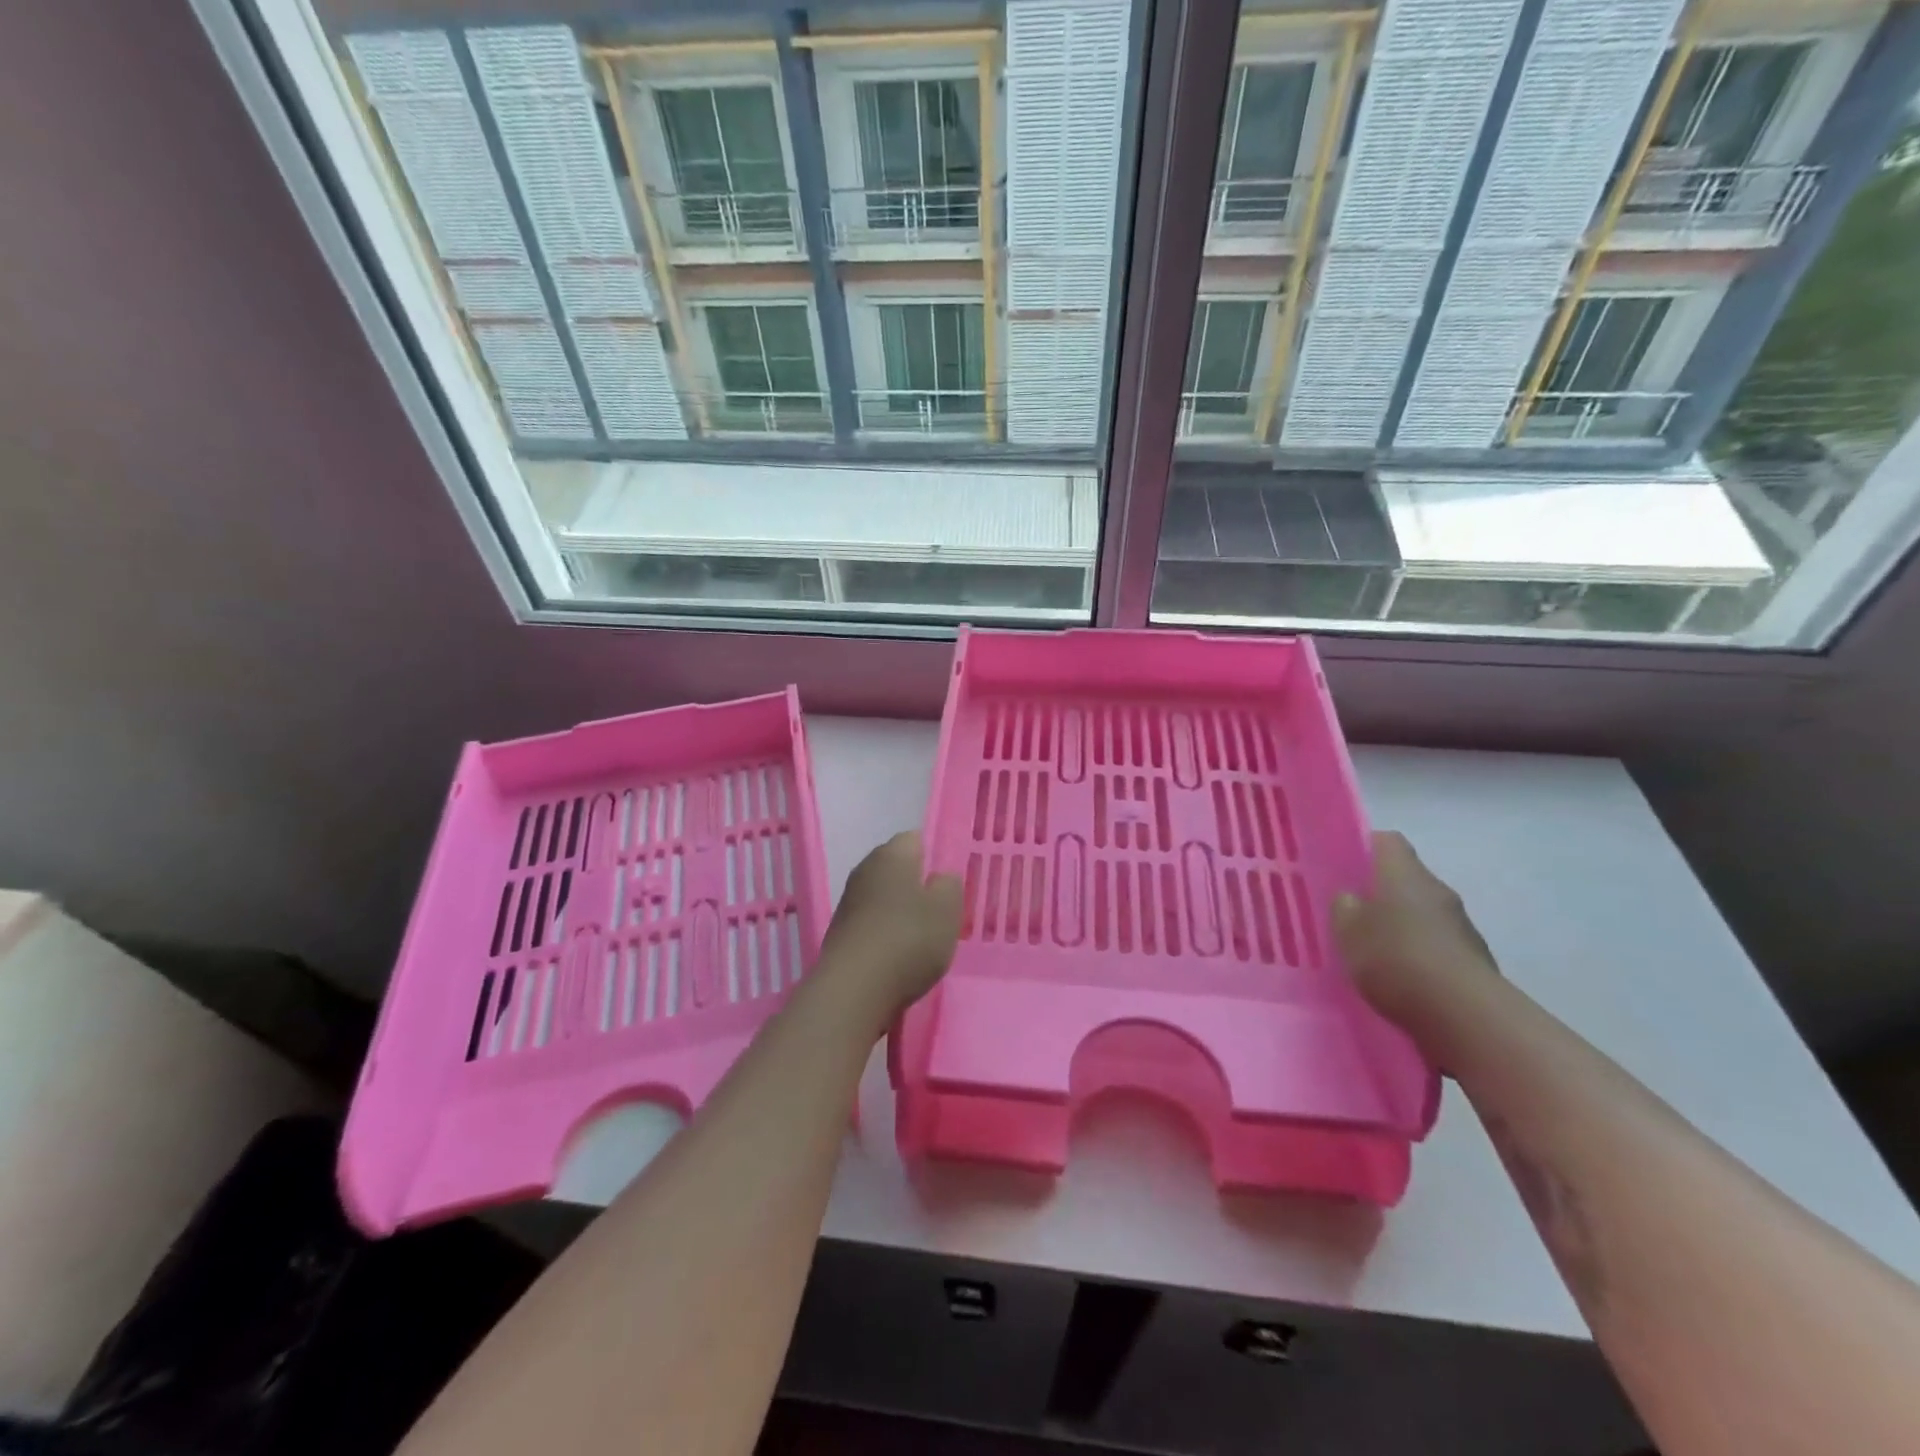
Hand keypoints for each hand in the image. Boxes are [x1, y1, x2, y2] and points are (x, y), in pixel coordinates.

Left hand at [820, 832, 963, 1019]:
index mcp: (891, 854)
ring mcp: (848, 902)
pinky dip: (885, 935)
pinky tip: (898, 958)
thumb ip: (949, 886)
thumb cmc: (908, 939)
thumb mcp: (947, 910)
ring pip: (883, 898)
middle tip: (940, 912)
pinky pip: (871, 924)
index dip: (935, 857)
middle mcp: (865, 869)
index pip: (916, 839)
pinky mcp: (840, 933)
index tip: (949, 883)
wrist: (853, 990)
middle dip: (917, 886)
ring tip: (922, 940)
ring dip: (900, 913)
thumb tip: (940, 878)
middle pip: (897, 869)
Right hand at [1333, 831, 1499, 1035]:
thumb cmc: (1396, 959)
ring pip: (1422, 913)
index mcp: (1404, 874)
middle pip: (1406, 878)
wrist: (1465, 1015)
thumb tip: (1351, 898)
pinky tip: (1401, 978)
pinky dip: (1419, 954)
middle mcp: (1437, 890)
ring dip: (1401, 925)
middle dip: (1380, 892)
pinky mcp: (1474, 959)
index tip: (1343, 865)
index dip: (1364, 847)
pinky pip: (1437, 945)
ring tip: (1374, 951)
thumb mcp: (1348, 932)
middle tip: (1351, 913)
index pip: (1386, 842)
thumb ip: (1344, 908)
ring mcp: (1462, 926)